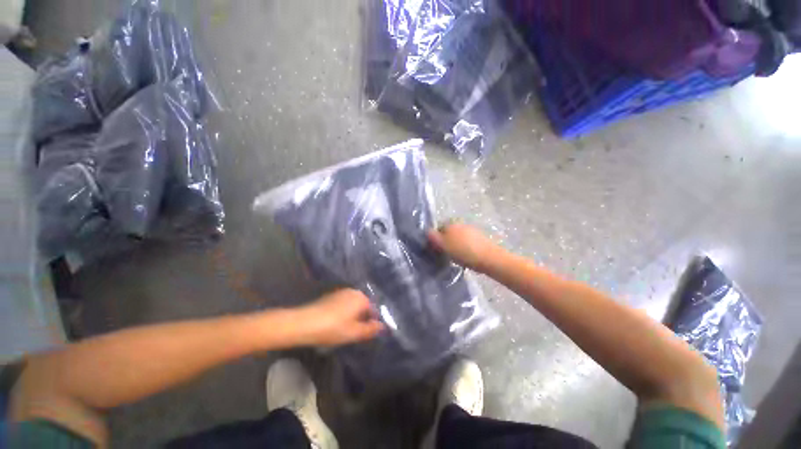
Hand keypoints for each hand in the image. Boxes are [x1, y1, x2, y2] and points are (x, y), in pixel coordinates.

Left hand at [297, 289, 383, 346]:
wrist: (304, 323)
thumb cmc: (333, 328)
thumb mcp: (354, 333)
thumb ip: (370, 329)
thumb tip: (382, 326)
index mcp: (362, 298)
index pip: (374, 311)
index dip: (371, 323)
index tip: (364, 335)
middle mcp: (354, 291)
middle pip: (363, 306)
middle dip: (361, 319)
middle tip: (354, 333)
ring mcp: (341, 292)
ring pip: (352, 305)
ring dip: (352, 316)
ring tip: (343, 330)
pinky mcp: (331, 295)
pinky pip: (343, 304)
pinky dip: (343, 312)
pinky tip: (334, 323)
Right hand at [427, 222, 502, 272]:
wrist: (489, 257)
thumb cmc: (463, 251)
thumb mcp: (443, 245)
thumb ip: (433, 237)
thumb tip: (427, 232)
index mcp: (450, 223)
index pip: (437, 229)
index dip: (435, 240)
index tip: (436, 250)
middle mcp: (460, 223)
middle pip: (448, 232)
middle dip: (445, 242)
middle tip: (445, 254)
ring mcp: (471, 229)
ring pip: (457, 237)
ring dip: (455, 245)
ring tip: (456, 257)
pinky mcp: (479, 237)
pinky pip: (467, 242)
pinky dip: (464, 247)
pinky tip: (466, 256)